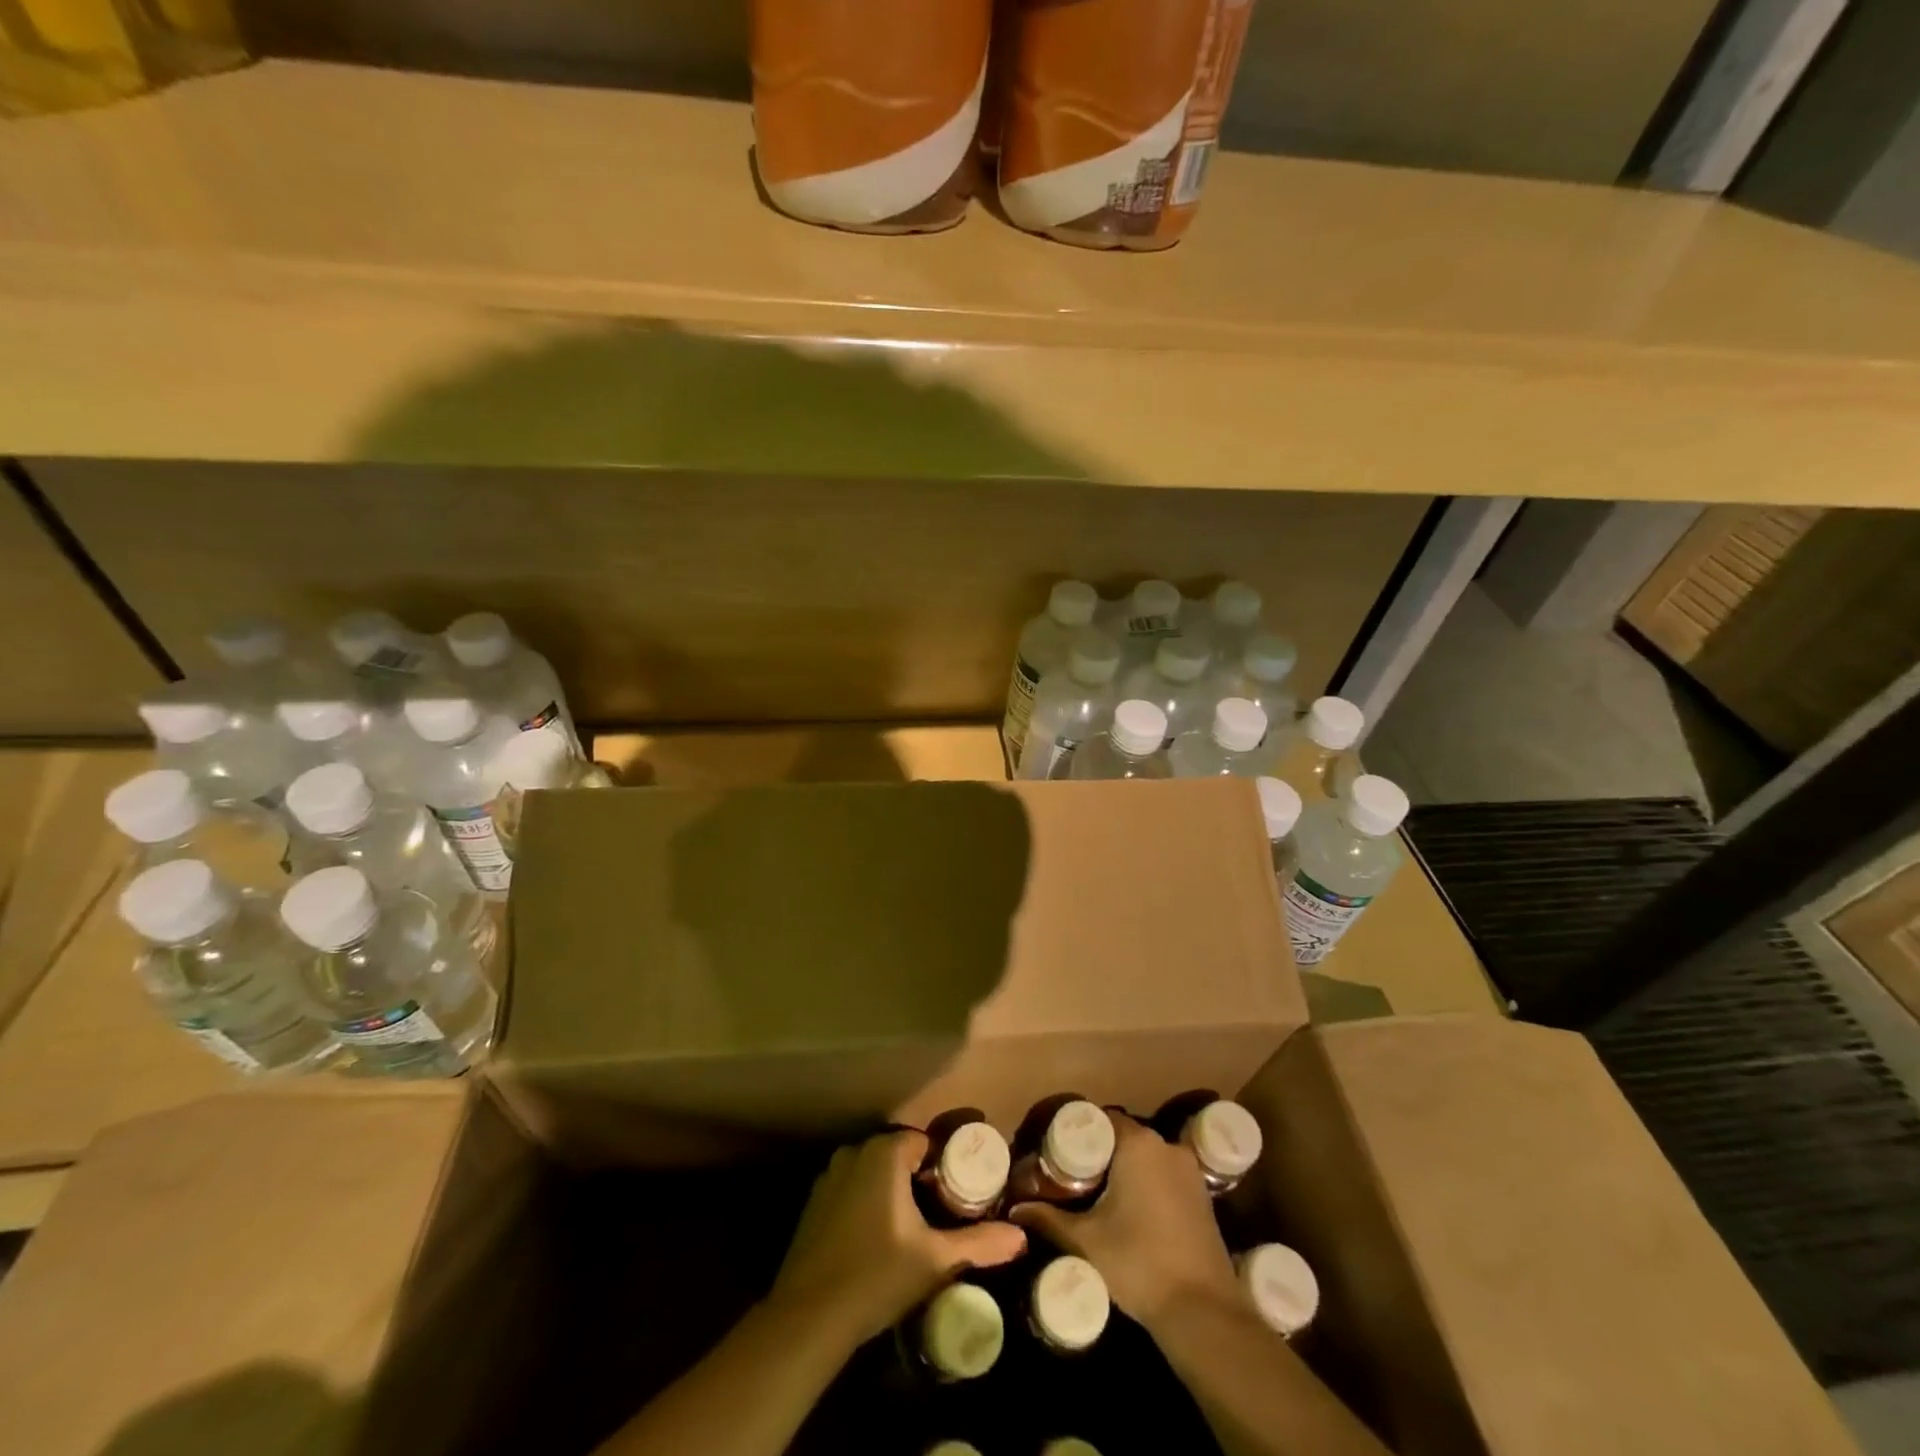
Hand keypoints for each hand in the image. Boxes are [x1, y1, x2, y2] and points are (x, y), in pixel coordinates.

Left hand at [768, 1129, 1025, 1347]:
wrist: (808, 1318)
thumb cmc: (876, 1276)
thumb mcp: (935, 1260)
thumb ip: (979, 1242)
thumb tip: (1021, 1237)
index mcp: (884, 1152)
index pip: (924, 1143)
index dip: (943, 1166)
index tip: (956, 1197)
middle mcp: (855, 1152)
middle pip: (899, 1155)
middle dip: (918, 1179)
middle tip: (938, 1215)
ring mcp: (830, 1176)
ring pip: (874, 1173)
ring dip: (891, 1191)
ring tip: (911, 1228)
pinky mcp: (814, 1202)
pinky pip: (852, 1189)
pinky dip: (866, 1203)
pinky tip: (876, 1239)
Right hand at [1010, 1114, 1237, 1330]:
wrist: (1203, 1312)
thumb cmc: (1139, 1263)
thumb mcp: (1087, 1241)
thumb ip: (1049, 1219)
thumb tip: (1015, 1210)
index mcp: (1138, 1144)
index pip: (1101, 1119)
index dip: (1079, 1132)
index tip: (1058, 1153)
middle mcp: (1166, 1146)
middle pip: (1124, 1136)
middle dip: (1100, 1153)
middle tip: (1073, 1176)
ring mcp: (1188, 1171)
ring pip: (1146, 1156)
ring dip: (1124, 1168)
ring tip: (1098, 1194)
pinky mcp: (1202, 1196)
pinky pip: (1165, 1175)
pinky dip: (1146, 1183)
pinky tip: (1130, 1211)